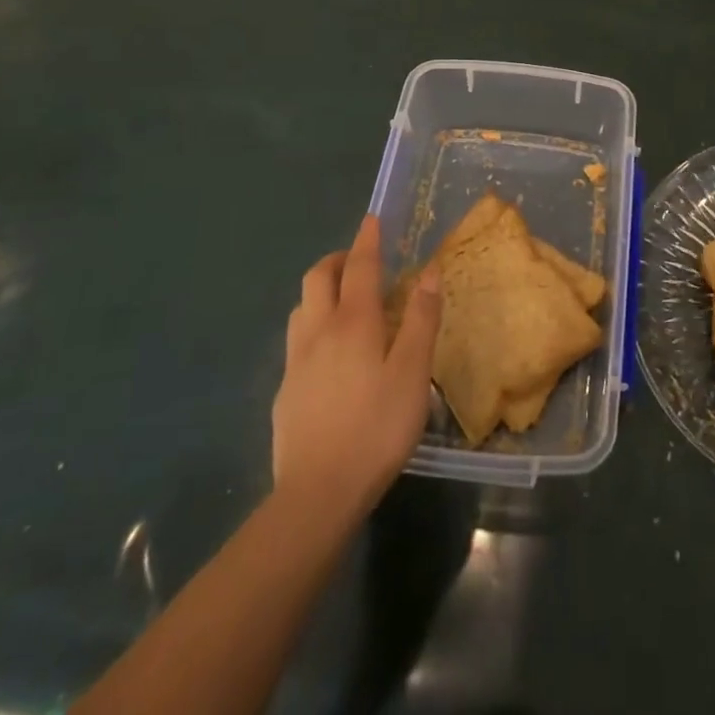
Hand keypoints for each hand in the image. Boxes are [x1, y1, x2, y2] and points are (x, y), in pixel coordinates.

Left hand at [272, 215, 441, 521]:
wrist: (317, 494)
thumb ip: (422, 319)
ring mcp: (295, 362)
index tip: (372, 220)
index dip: (367, 240)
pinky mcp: (285, 392)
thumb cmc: (376, 427)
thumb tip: (429, 272)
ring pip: (301, 308)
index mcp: (353, 322)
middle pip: (317, 278)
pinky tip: (328, 355)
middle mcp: (318, 332)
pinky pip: (296, 342)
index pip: (359, 266)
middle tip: (359, 261)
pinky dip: (313, 327)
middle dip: (337, 259)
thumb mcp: (413, 373)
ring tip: (343, 302)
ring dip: (320, 291)